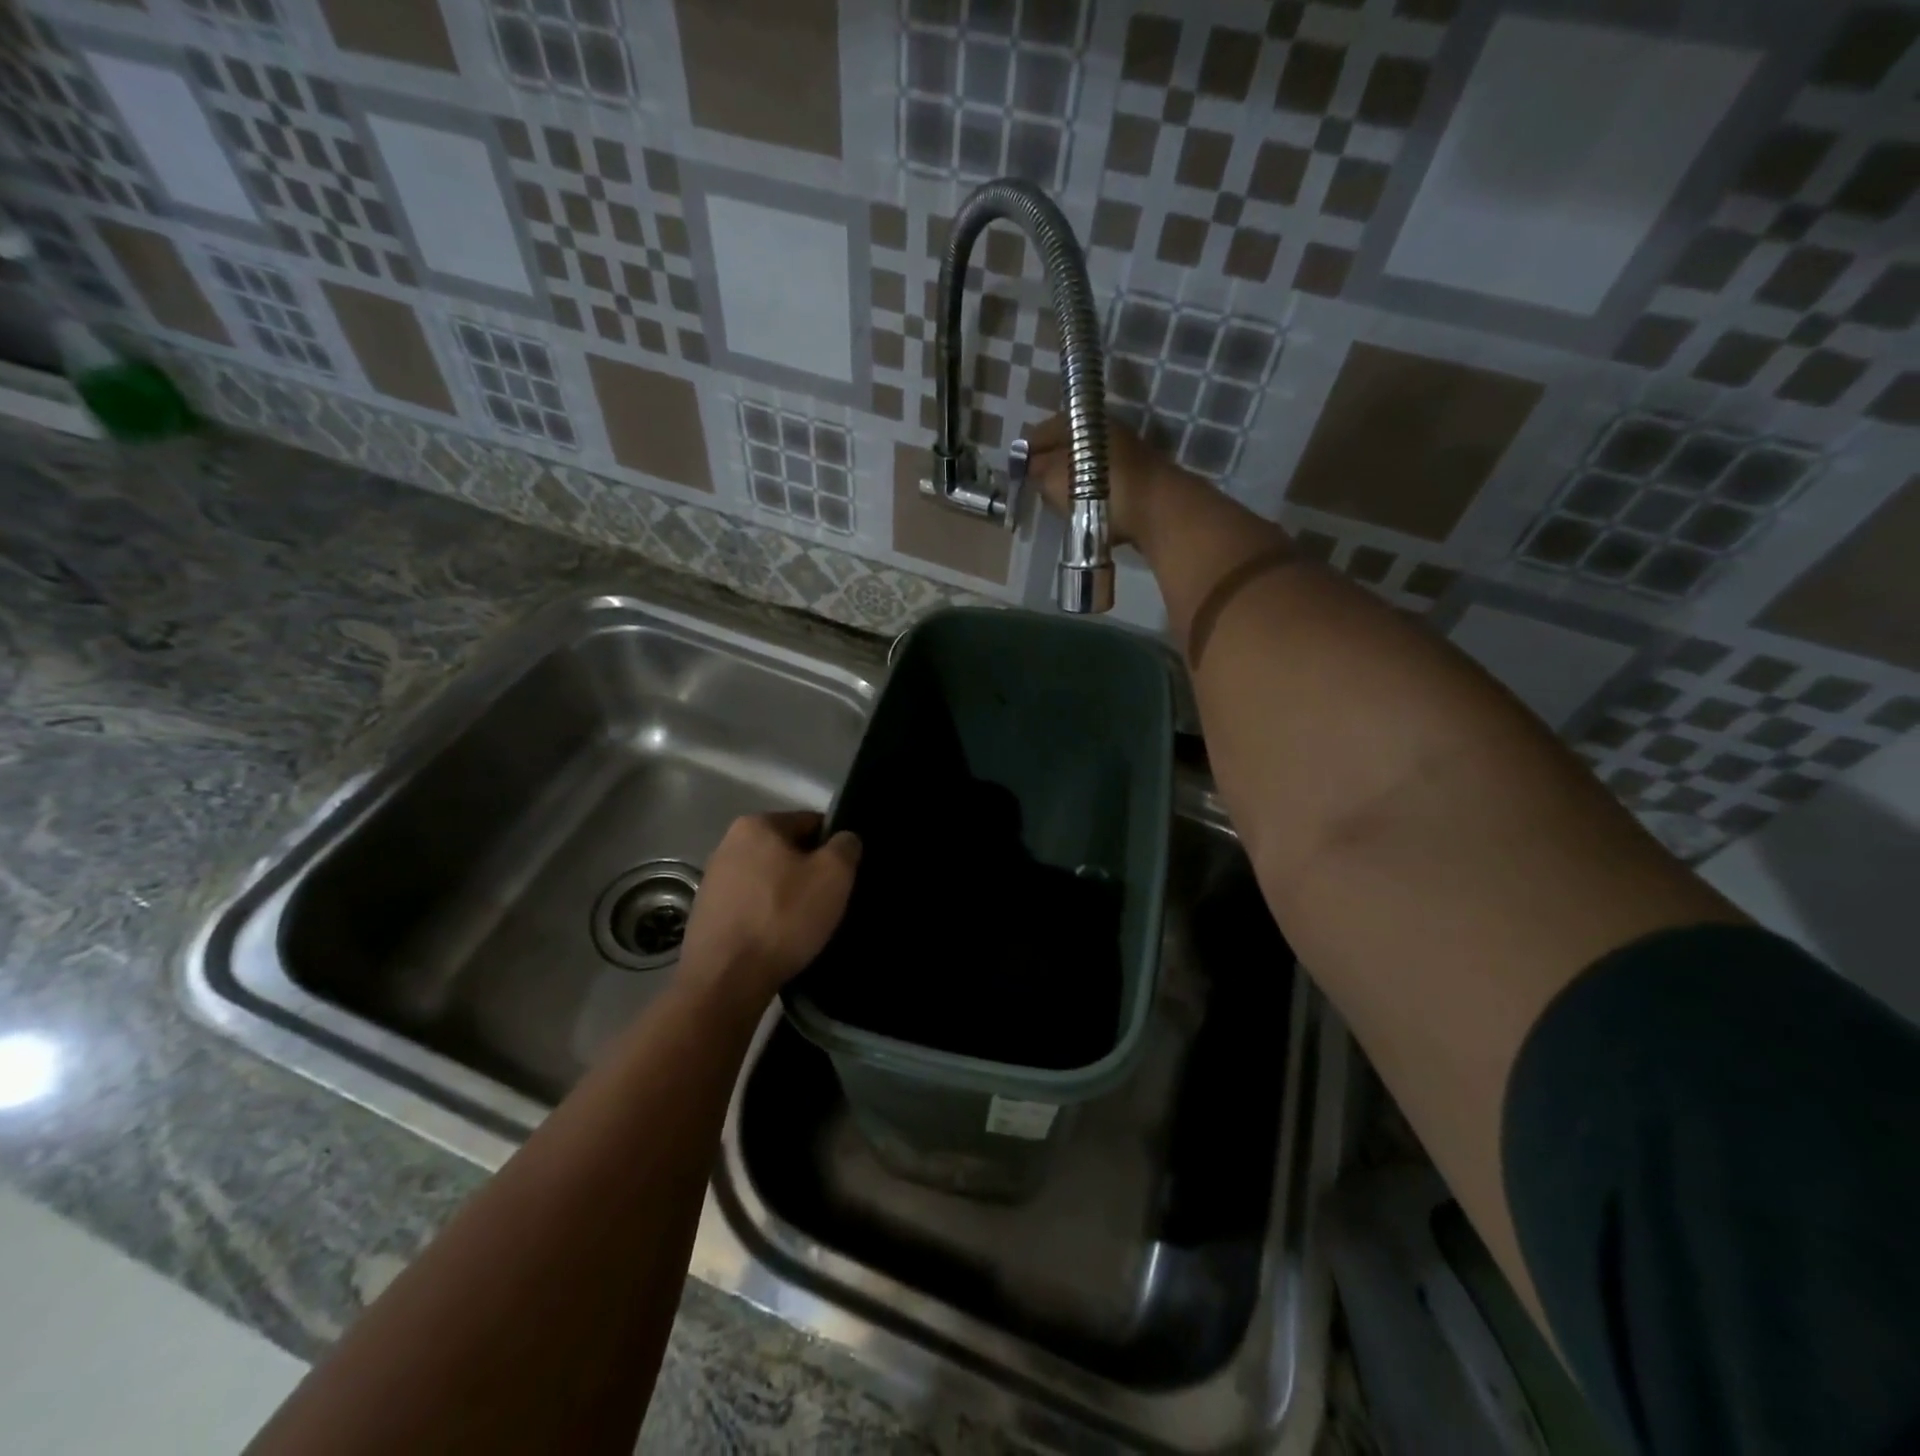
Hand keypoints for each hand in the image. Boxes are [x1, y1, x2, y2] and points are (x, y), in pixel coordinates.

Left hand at [678, 812, 860, 1008]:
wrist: (725, 981)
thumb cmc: (783, 918)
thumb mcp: (833, 876)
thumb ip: (845, 847)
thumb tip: (844, 839)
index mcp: (757, 825)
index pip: (810, 822)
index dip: (834, 846)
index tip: (845, 875)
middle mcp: (728, 843)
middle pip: (786, 850)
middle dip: (809, 870)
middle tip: (829, 901)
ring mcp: (713, 879)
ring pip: (768, 879)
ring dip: (787, 894)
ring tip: (805, 924)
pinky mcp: (706, 913)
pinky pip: (750, 905)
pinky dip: (767, 916)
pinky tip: (779, 939)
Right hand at [1024, 412, 1199, 548]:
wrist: (1158, 511)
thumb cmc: (1100, 490)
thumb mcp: (1054, 479)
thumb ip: (1037, 470)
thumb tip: (1031, 465)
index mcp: (1084, 421)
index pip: (1044, 430)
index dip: (1027, 450)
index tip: (1017, 471)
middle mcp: (1106, 429)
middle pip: (1068, 444)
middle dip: (1051, 464)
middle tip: (1037, 487)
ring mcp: (1126, 452)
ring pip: (1087, 463)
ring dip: (1072, 479)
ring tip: (1059, 501)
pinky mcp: (1138, 476)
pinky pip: (1103, 480)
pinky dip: (1091, 491)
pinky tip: (1084, 508)